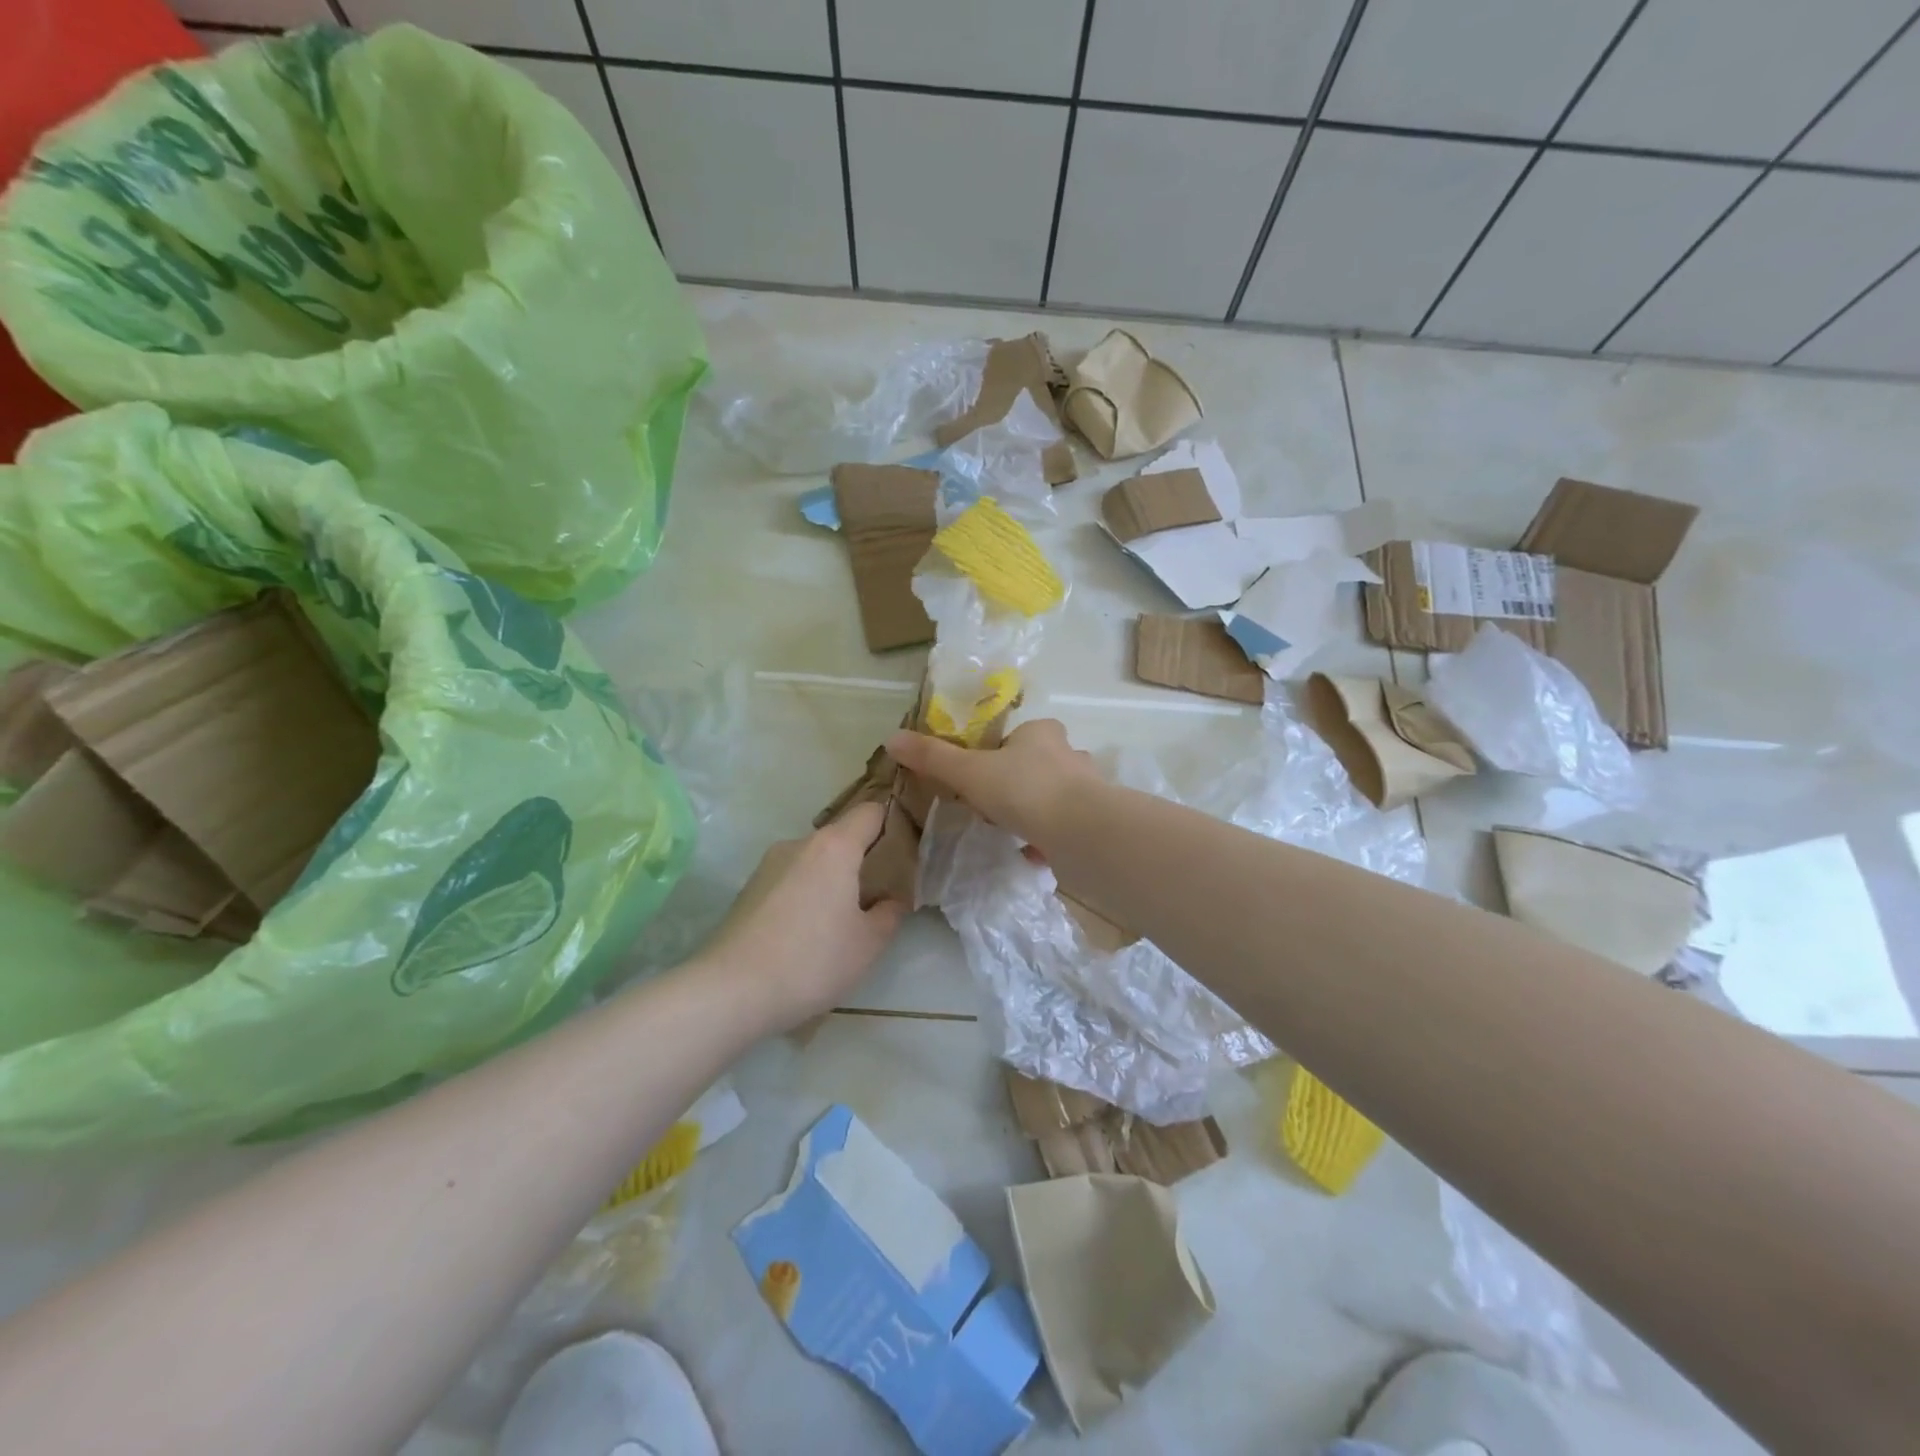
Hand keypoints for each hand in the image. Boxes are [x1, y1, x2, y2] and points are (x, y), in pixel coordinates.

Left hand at [697, 801, 906, 1032]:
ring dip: (832, 880)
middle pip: (841, 837)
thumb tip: (892, 899)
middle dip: (863, 860)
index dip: (893, 823)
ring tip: (841, 921)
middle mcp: (799, 844)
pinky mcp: (748, 890)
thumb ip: (890, 913)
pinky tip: (807, 933)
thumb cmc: (812, 960)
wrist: (730, 990)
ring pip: (814, 861)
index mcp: (834, 846)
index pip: (871, 812)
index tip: (907, 850)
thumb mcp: (869, 944)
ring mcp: (768, 865)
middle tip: (880, 895)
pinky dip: (806, 895)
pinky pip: (791, 881)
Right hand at [886, 718, 1097, 853]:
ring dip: (1034, 811)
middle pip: (1036, 765)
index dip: (996, 755)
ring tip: (1012, 832)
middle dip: (1016, 785)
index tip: (979, 781)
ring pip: (1054, 795)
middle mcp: (1069, 754)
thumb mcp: (969, 772)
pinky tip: (1033, 854)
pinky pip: (1065, 825)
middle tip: (993, 809)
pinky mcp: (1095, 820)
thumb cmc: (1023, 789)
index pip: (1015, 737)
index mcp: (1041, 733)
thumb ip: (933, 757)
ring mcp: (1087, 788)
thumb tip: (892, 738)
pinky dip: (1049, 837)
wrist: (1081, 832)